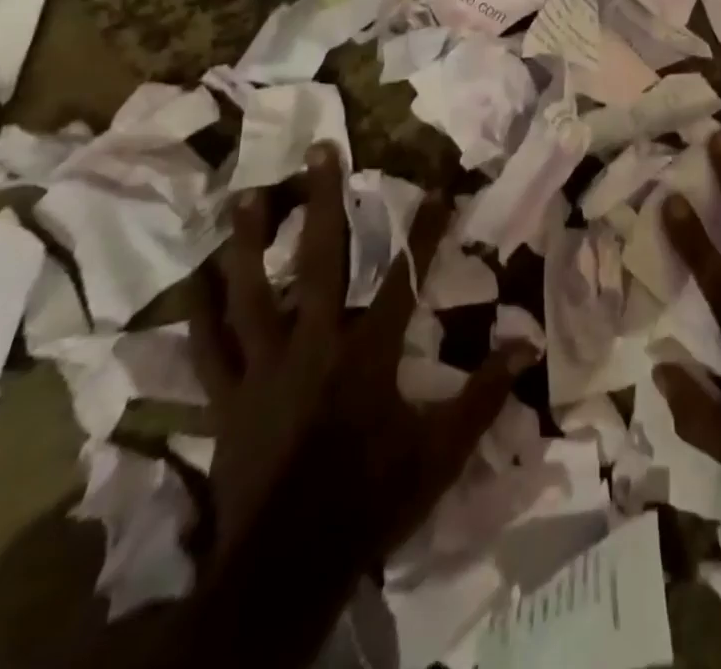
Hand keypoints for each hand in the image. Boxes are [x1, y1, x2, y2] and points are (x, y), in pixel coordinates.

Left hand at [190, 144, 533, 591]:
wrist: (288, 570)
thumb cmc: (371, 500)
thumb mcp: (441, 452)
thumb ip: (483, 395)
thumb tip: (527, 346)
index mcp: (366, 354)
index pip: (404, 277)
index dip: (424, 229)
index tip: (437, 185)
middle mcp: (313, 345)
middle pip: (319, 262)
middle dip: (322, 202)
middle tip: (320, 151)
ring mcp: (262, 369)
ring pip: (251, 294)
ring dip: (248, 242)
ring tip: (245, 196)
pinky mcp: (227, 400)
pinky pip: (206, 350)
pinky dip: (198, 314)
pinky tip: (193, 280)